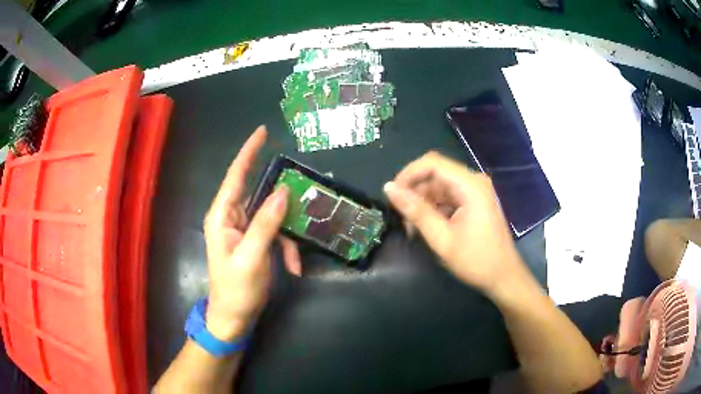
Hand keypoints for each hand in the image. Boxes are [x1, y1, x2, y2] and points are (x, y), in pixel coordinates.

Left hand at [203, 126, 300, 341]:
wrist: (234, 318)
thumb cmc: (236, 290)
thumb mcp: (252, 257)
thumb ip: (266, 223)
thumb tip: (283, 191)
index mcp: (222, 217)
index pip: (236, 176)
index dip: (249, 152)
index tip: (263, 132)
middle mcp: (231, 218)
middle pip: (257, 193)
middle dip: (280, 198)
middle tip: (301, 194)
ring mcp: (244, 230)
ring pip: (272, 216)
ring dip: (288, 235)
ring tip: (294, 260)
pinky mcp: (254, 242)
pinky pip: (275, 234)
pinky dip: (287, 248)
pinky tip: (293, 267)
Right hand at [383, 152, 527, 297]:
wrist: (503, 277)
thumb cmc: (476, 260)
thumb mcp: (442, 238)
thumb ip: (416, 211)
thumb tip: (389, 188)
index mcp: (470, 185)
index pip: (432, 163)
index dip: (408, 174)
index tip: (392, 194)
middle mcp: (473, 181)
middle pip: (435, 174)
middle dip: (415, 192)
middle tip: (402, 218)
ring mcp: (475, 192)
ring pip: (439, 187)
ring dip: (423, 203)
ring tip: (413, 228)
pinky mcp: (474, 202)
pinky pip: (448, 197)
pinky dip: (434, 209)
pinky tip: (426, 227)